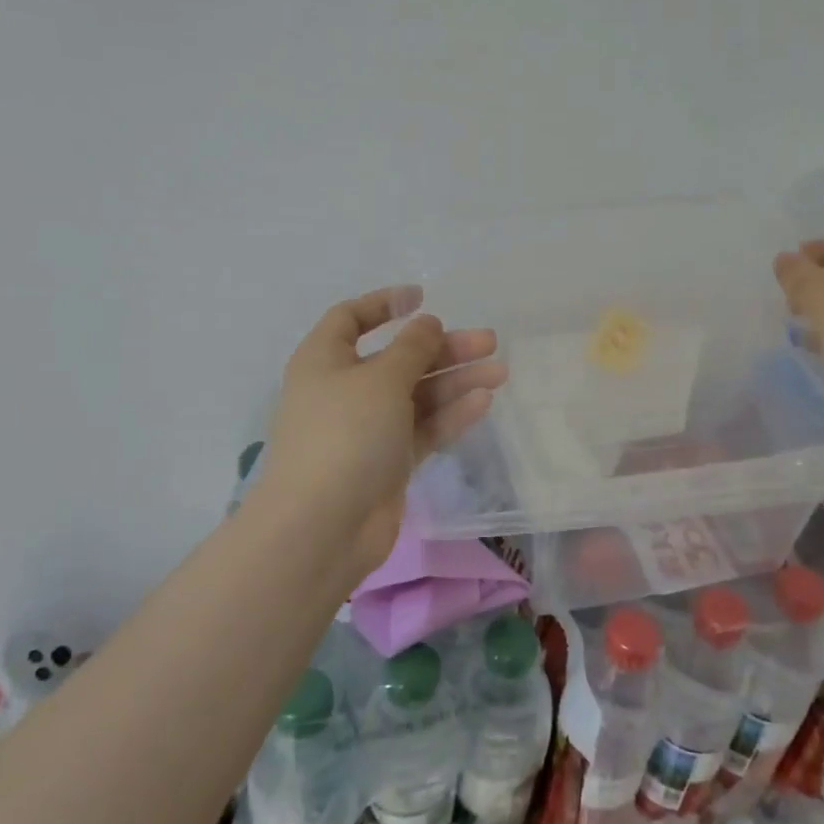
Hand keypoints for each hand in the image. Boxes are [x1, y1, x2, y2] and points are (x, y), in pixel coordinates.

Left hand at [259, 286, 505, 576]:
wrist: (323, 526)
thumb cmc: (345, 434)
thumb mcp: (381, 378)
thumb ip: (411, 348)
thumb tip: (427, 323)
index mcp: (325, 360)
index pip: (351, 318)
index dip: (384, 303)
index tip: (423, 297)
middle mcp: (345, 389)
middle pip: (399, 358)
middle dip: (443, 348)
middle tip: (489, 342)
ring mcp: (367, 428)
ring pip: (417, 394)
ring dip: (456, 380)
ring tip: (499, 371)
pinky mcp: (388, 461)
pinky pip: (423, 428)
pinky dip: (450, 414)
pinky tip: (482, 401)